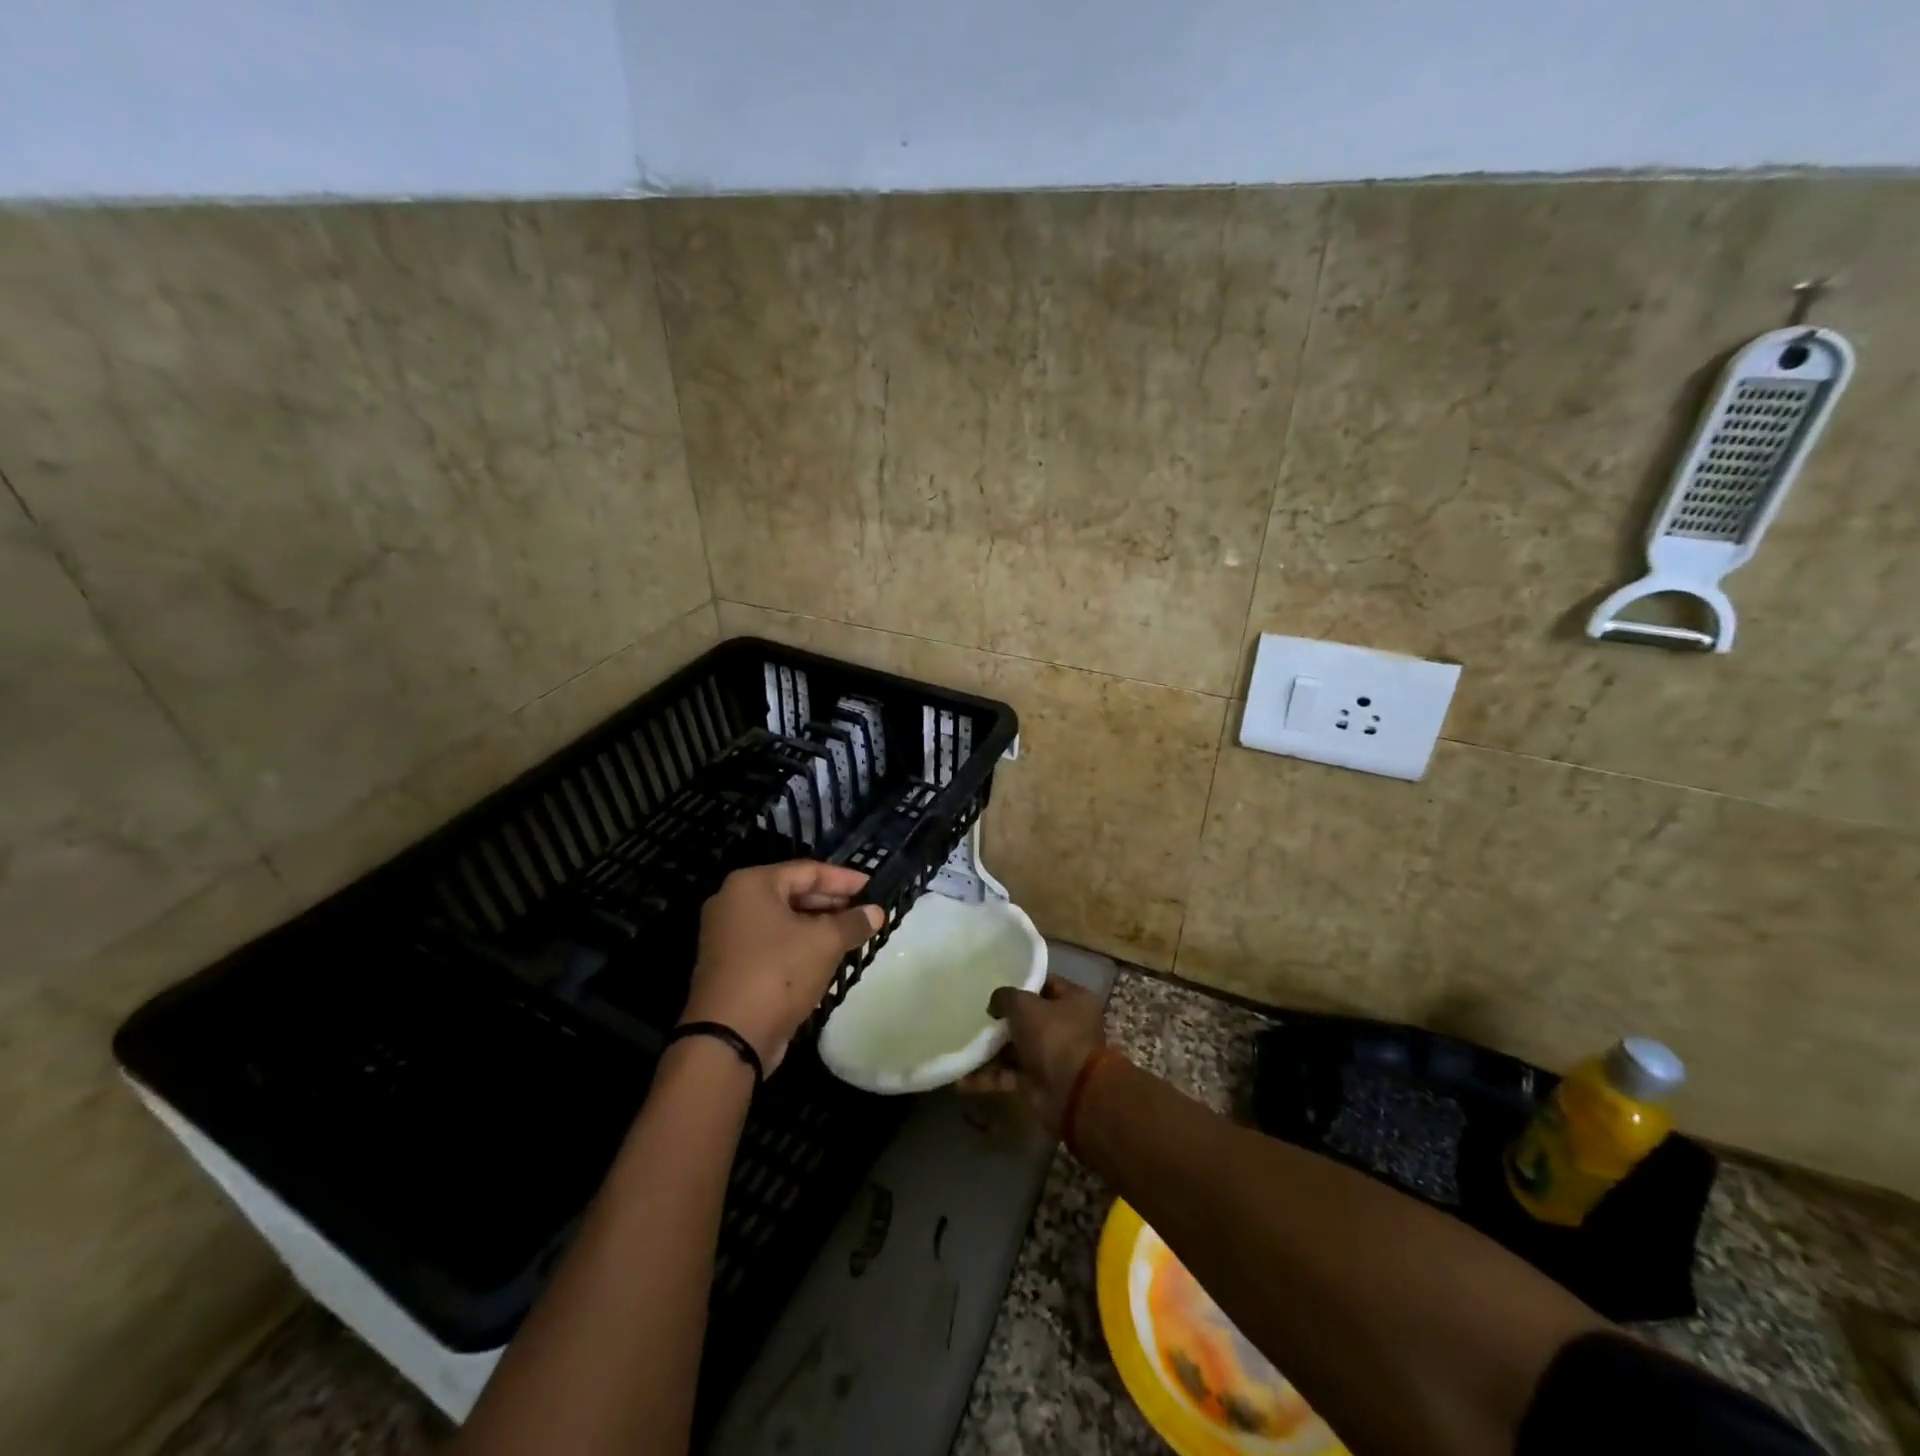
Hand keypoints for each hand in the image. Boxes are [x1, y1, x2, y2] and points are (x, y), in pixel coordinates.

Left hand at [682, 861, 883, 1071]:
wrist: (729, 1038)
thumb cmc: (778, 973)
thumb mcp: (825, 943)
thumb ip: (853, 922)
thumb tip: (876, 912)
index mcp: (751, 884)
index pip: (808, 870)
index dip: (844, 879)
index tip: (873, 887)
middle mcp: (734, 902)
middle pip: (793, 892)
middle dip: (832, 902)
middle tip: (865, 911)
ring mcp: (727, 935)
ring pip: (783, 920)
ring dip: (818, 925)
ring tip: (852, 933)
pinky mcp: (730, 965)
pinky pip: (772, 943)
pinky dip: (799, 944)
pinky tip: (826, 955)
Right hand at [958, 974, 1107, 1134]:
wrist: (1072, 1094)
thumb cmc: (1053, 1036)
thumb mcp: (1024, 1004)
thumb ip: (1005, 997)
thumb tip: (995, 1005)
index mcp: (1075, 1001)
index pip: (1047, 984)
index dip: (1022, 982)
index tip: (996, 982)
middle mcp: (1067, 1027)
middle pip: (1030, 1017)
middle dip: (1003, 1018)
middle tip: (976, 1013)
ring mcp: (1053, 1057)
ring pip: (1017, 1048)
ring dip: (991, 1049)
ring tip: (962, 1043)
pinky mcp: (1039, 1083)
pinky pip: (1009, 1075)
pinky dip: (988, 1078)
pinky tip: (961, 1079)